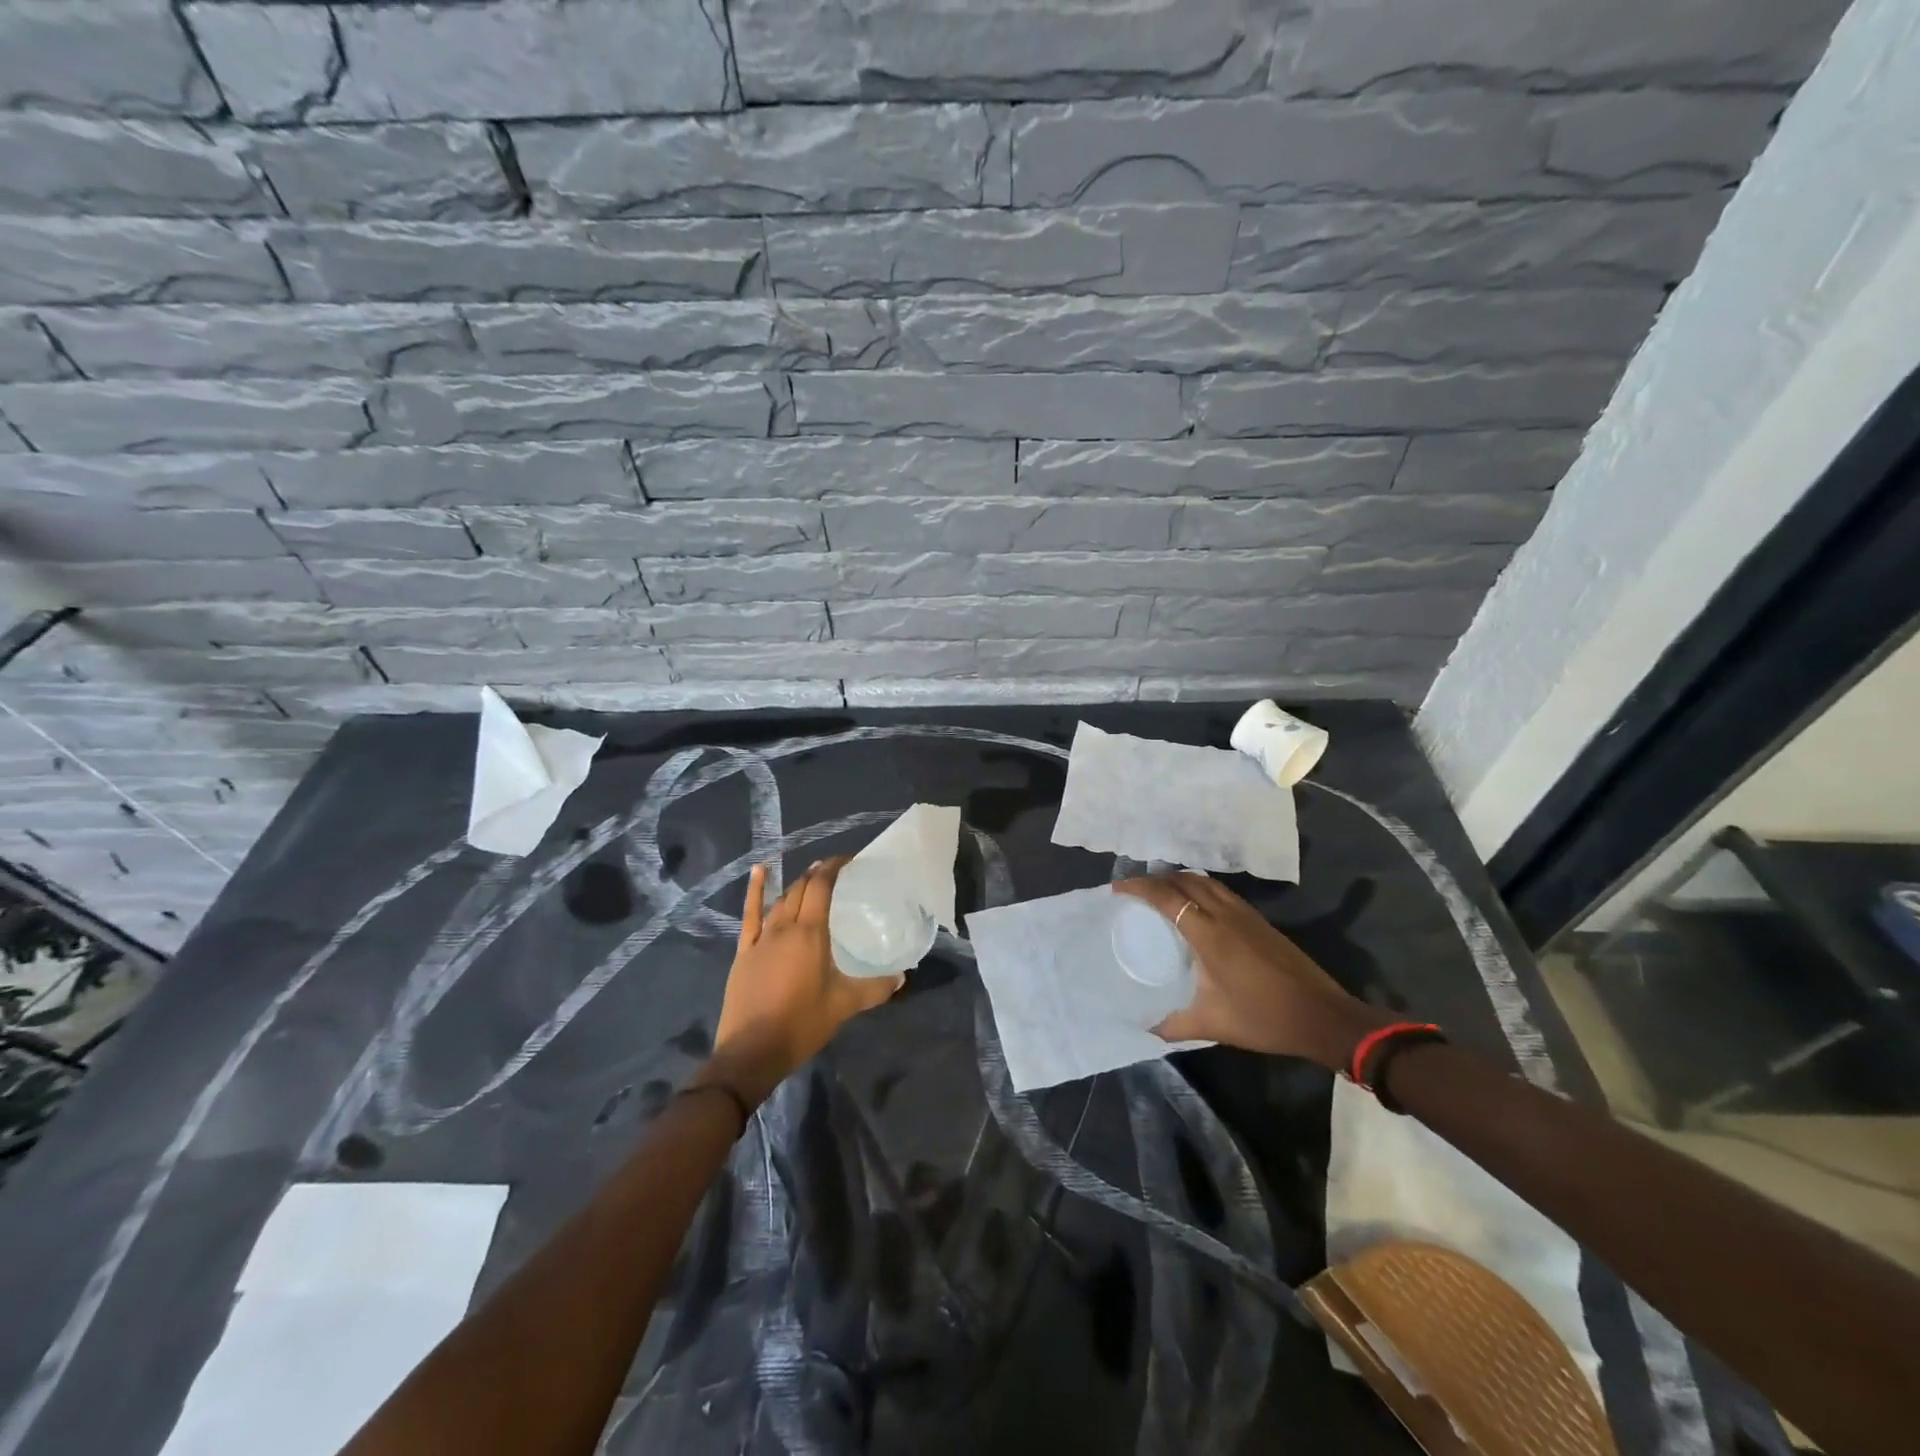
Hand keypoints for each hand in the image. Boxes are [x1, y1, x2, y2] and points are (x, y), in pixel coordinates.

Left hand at [699, 858, 903, 1106]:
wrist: (751, 1052)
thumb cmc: (801, 1024)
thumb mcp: (844, 1006)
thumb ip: (875, 988)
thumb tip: (902, 977)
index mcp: (810, 934)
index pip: (821, 887)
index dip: (833, 867)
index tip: (848, 860)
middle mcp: (784, 928)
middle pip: (800, 889)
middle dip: (817, 874)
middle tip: (833, 870)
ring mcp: (761, 939)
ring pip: (780, 901)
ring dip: (795, 885)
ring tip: (809, 877)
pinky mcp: (744, 952)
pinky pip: (750, 914)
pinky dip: (756, 891)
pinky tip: (759, 872)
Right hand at [1116, 873, 1389, 1069]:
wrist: (1323, 1016)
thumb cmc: (1265, 1018)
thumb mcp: (1214, 1024)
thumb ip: (1174, 1024)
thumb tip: (1145, 1027)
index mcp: (1210, 934)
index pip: (1167, 897)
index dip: (1139, 887)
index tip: (1117, 888)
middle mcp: (1226, 914)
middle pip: (1185, 880)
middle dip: (1156, 878)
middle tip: (1134, 890)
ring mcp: (1245, 914)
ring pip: (1205, 881)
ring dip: (1179, 879)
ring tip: (1160, 892)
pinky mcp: (1259, 920)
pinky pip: (1220, 891)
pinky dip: (1199, 887)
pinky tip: (1194, 907)